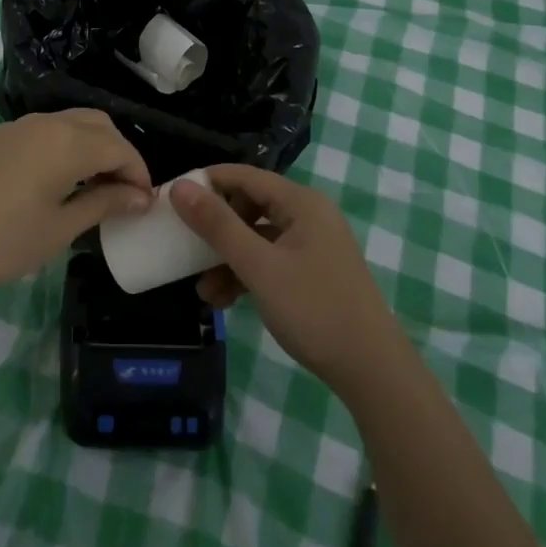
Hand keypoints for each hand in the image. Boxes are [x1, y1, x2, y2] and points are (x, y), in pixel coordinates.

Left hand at [0, 110, 153, 312]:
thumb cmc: (1, 243)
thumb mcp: (60, 229)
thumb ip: (103, 204)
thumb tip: (139, 196)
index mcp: (67, 142)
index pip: (119, 146)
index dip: (138, 172)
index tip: (144, 201)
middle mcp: (45, 122)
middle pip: (97, 124)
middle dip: (117, 152)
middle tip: (121, 191)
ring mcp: (15, 126)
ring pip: (68, 123)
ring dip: (89, 146)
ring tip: (91, 186)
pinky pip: (41, 132)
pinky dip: (61, 147)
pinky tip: (52, 181)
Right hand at [172, 165, 401, 398]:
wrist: (372, 371)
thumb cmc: (313, 309)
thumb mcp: (258, 266)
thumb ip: (218, 225)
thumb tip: (180, 187)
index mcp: (301, 202)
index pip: (245, 175)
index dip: (208, 183)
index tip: (173, 199)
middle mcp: (309, 215)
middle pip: (250, 206)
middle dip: (216, 230)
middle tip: (186, 247)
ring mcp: (313, 245)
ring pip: (258, 238)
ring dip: (228, 259)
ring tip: (203, 292)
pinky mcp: (314, 272)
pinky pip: (271, 260)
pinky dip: (247, 275)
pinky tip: (224, 301)